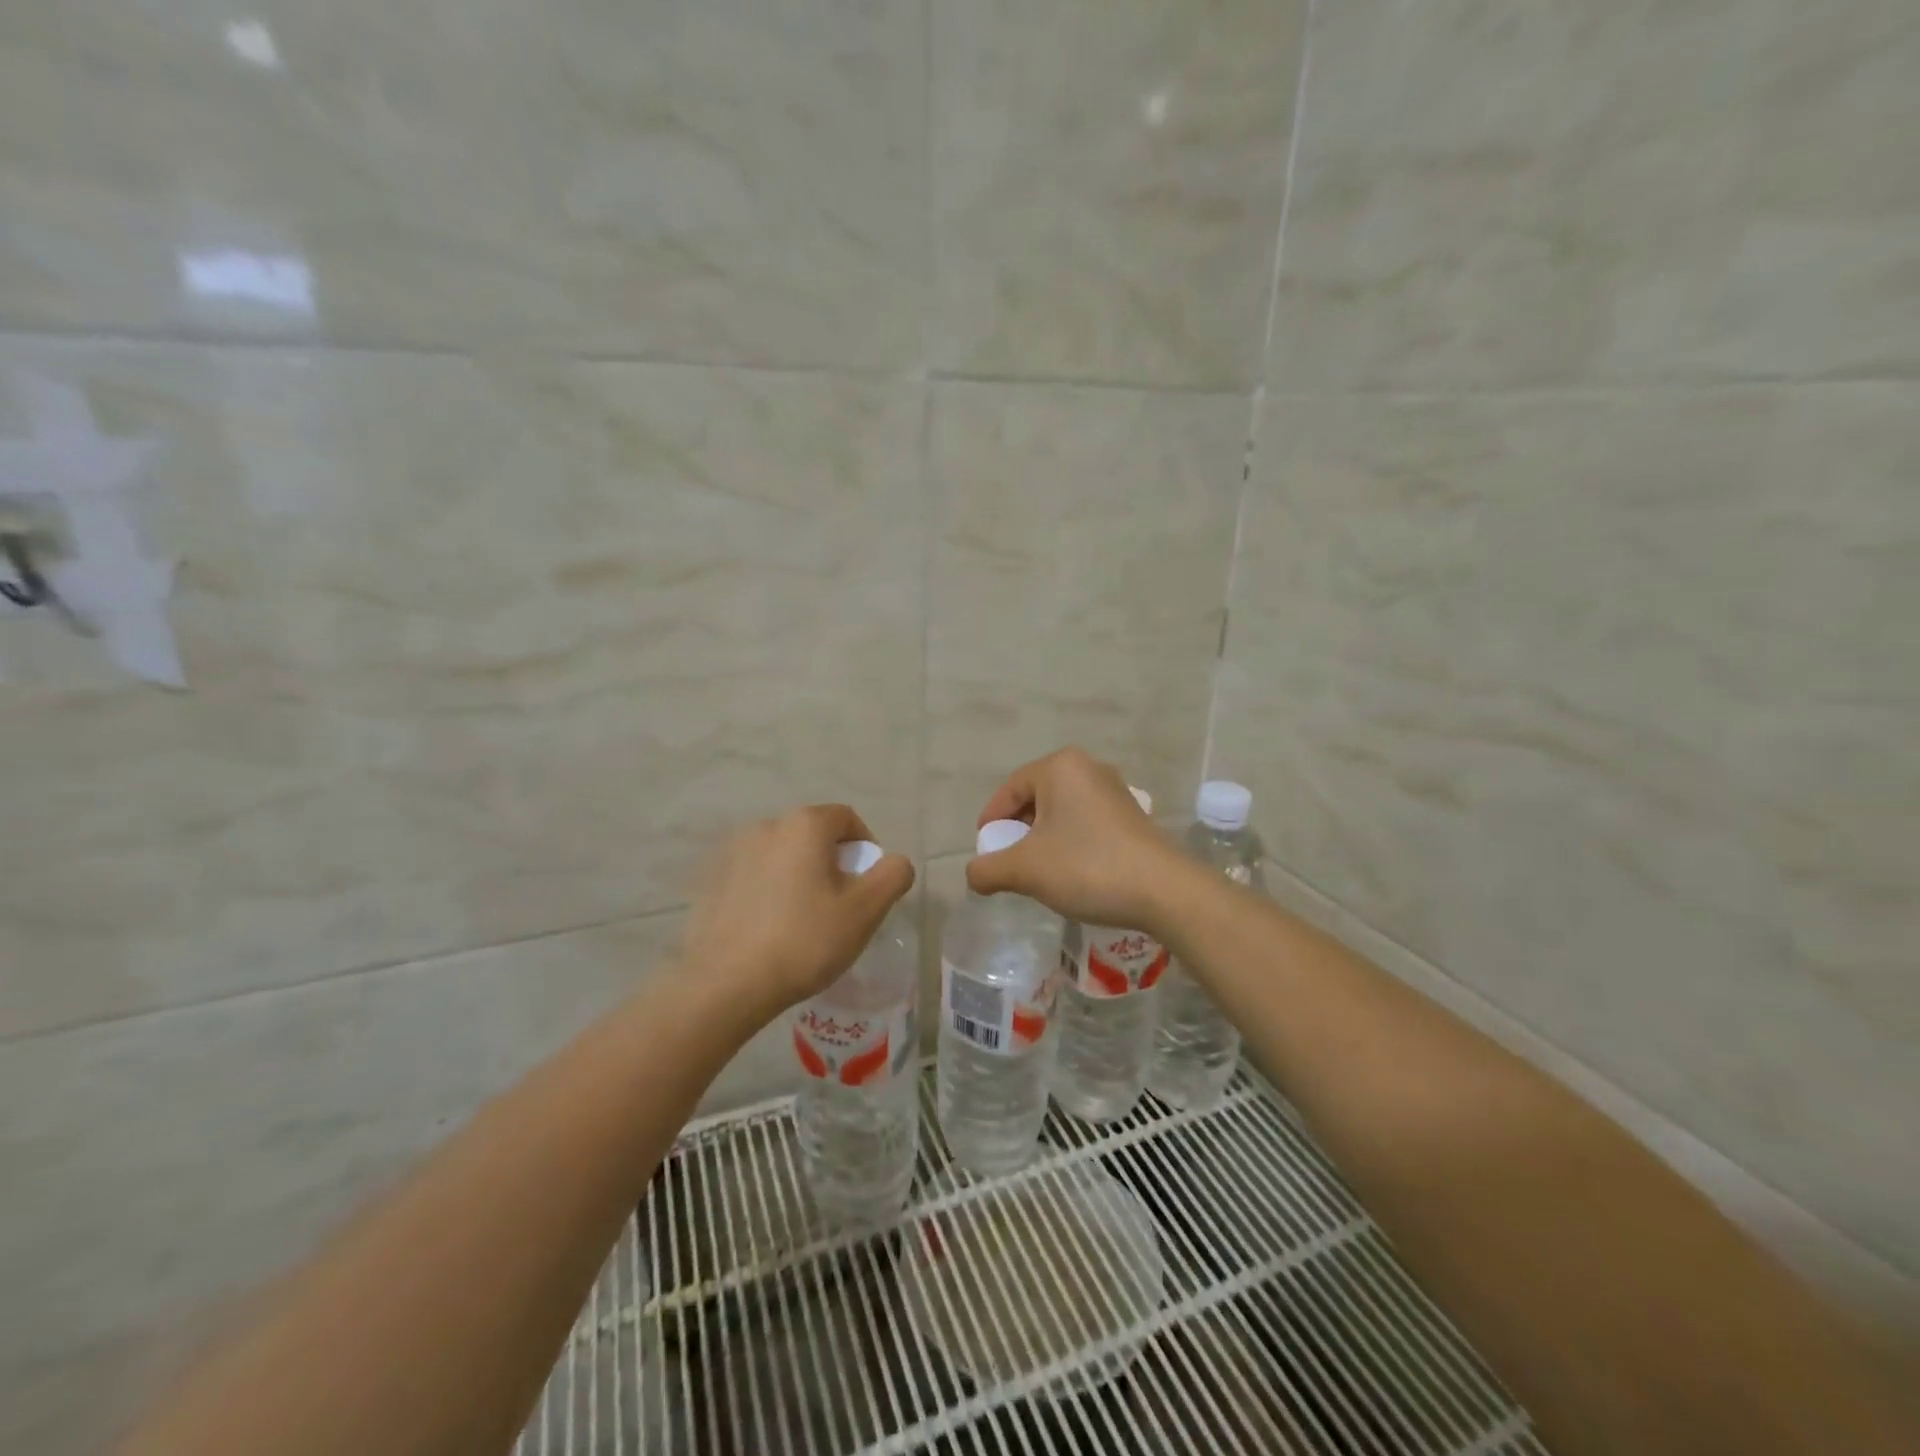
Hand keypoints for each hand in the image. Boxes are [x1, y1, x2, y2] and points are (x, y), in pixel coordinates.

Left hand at [680, 805, 914, 1016]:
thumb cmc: (806, 940)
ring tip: (804, 920)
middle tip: (840, 906)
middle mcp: (767, 826)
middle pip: (814, 835)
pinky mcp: (713, 880)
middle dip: (833, 863)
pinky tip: (771, 928)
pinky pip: (755, 876)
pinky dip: (770, 891)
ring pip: (784, 855)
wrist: (727, 983)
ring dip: (801, 876)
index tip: (867, 886)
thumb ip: (893, 875)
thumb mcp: (866, 910)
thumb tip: (895, 862)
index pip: (847, 819)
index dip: (866, 848)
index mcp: (804, 825)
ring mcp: (734, 852)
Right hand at [966, 747, 1184, 932]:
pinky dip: (1069, 842)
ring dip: (1043, 839)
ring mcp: (1114, 790)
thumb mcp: (1026, 870)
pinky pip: (1085, 822)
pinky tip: (1071, 872)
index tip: (984, 852)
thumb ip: (988, 870)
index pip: (1009, 790)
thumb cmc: (1087, 867)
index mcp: (1059, 767)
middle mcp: (1088, 768)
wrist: (1164, 891)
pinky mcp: (1132, 814)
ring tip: (1038, 871)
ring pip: (1062, 812)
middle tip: (1009, 862)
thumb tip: (974, 875)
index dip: (991, 821)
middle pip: (1036, 798)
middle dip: (1017, 831)